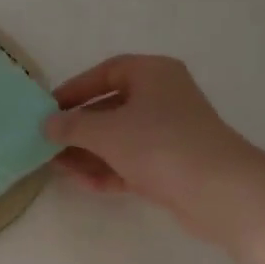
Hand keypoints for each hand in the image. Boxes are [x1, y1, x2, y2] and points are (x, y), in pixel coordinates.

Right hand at [43, 55, 253, 245]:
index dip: (75, 89)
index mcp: (153, 74)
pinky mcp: (172, 166)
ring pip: (120, 138)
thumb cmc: (159, 145)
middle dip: (78, 128)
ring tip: (57, 167)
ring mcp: (169, 134)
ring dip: (88, 152)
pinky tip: (83, 183)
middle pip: (111, 107)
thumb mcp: (106, 131)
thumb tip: (46, 124)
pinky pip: (131, 162)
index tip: (48, 109)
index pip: (107, 72)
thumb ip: (71, 126)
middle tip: (47, 143)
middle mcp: (163, 98)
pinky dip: (108, 170)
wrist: (218, 191)